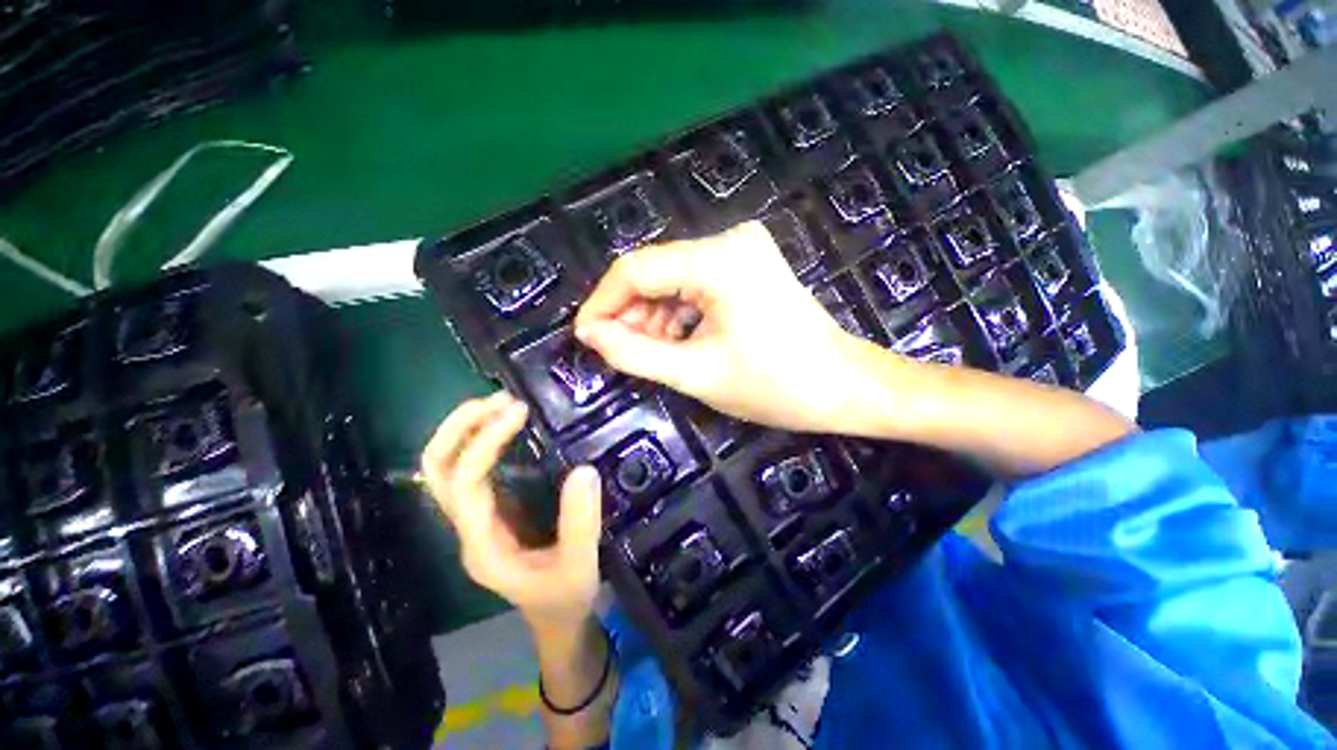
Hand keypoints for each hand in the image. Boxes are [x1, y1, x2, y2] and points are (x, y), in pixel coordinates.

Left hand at [421, 391, 601, 626]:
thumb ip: (581, 523)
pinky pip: (470, 468)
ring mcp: (476, 517)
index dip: (484, 444)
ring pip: (446, 468)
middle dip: (460, 429)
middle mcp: (469, 528)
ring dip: (465, 430)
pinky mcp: (492, 509)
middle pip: (437, 472)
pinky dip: (479, 439)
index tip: (519, 413)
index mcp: (484, 545)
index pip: (465, 485)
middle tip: (499, 400)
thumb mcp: (580, 566)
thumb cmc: (565, 598)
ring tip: (500, 402)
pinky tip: (506, 423)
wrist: (557, 619)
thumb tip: (584, 470)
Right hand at [574, 221, 876, 432]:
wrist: (845, 386)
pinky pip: (695, 282)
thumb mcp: (696, 374)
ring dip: (653, 315)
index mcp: (718, 260)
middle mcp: (729, 239)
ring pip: (672, 278)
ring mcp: (742, 249)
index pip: (635, 269)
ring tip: (651, 353)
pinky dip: (677, 312)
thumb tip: (589, 334)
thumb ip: (634, 353)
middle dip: (629, 313)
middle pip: (654, 271)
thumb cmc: (775, 386)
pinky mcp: (748, 264)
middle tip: (619, 352)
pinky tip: (675, 340)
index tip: (585, 337)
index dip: (602, 304)